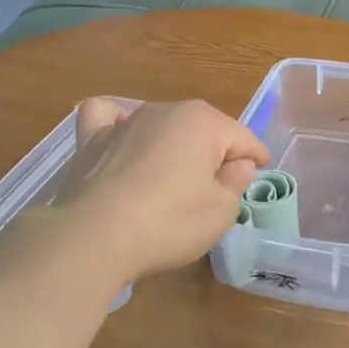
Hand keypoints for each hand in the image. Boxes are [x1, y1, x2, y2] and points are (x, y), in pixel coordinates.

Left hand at [52, 98, 268, 279]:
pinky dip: (117, 123)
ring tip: (172, 176)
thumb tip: (238, 163)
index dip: (255, 159)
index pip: (243, 138)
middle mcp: (166, 110)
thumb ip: (236, 182)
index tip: (258, 176)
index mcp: (204, 123)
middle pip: (204, 128)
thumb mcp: (221, 211)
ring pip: (161, 123)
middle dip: (215, 151)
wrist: (94, 237)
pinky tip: (120, 137)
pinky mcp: (90, 139)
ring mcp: (125, 122)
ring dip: (172, 143)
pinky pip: (107, 117)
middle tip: (217, 188)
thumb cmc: (169, 223)